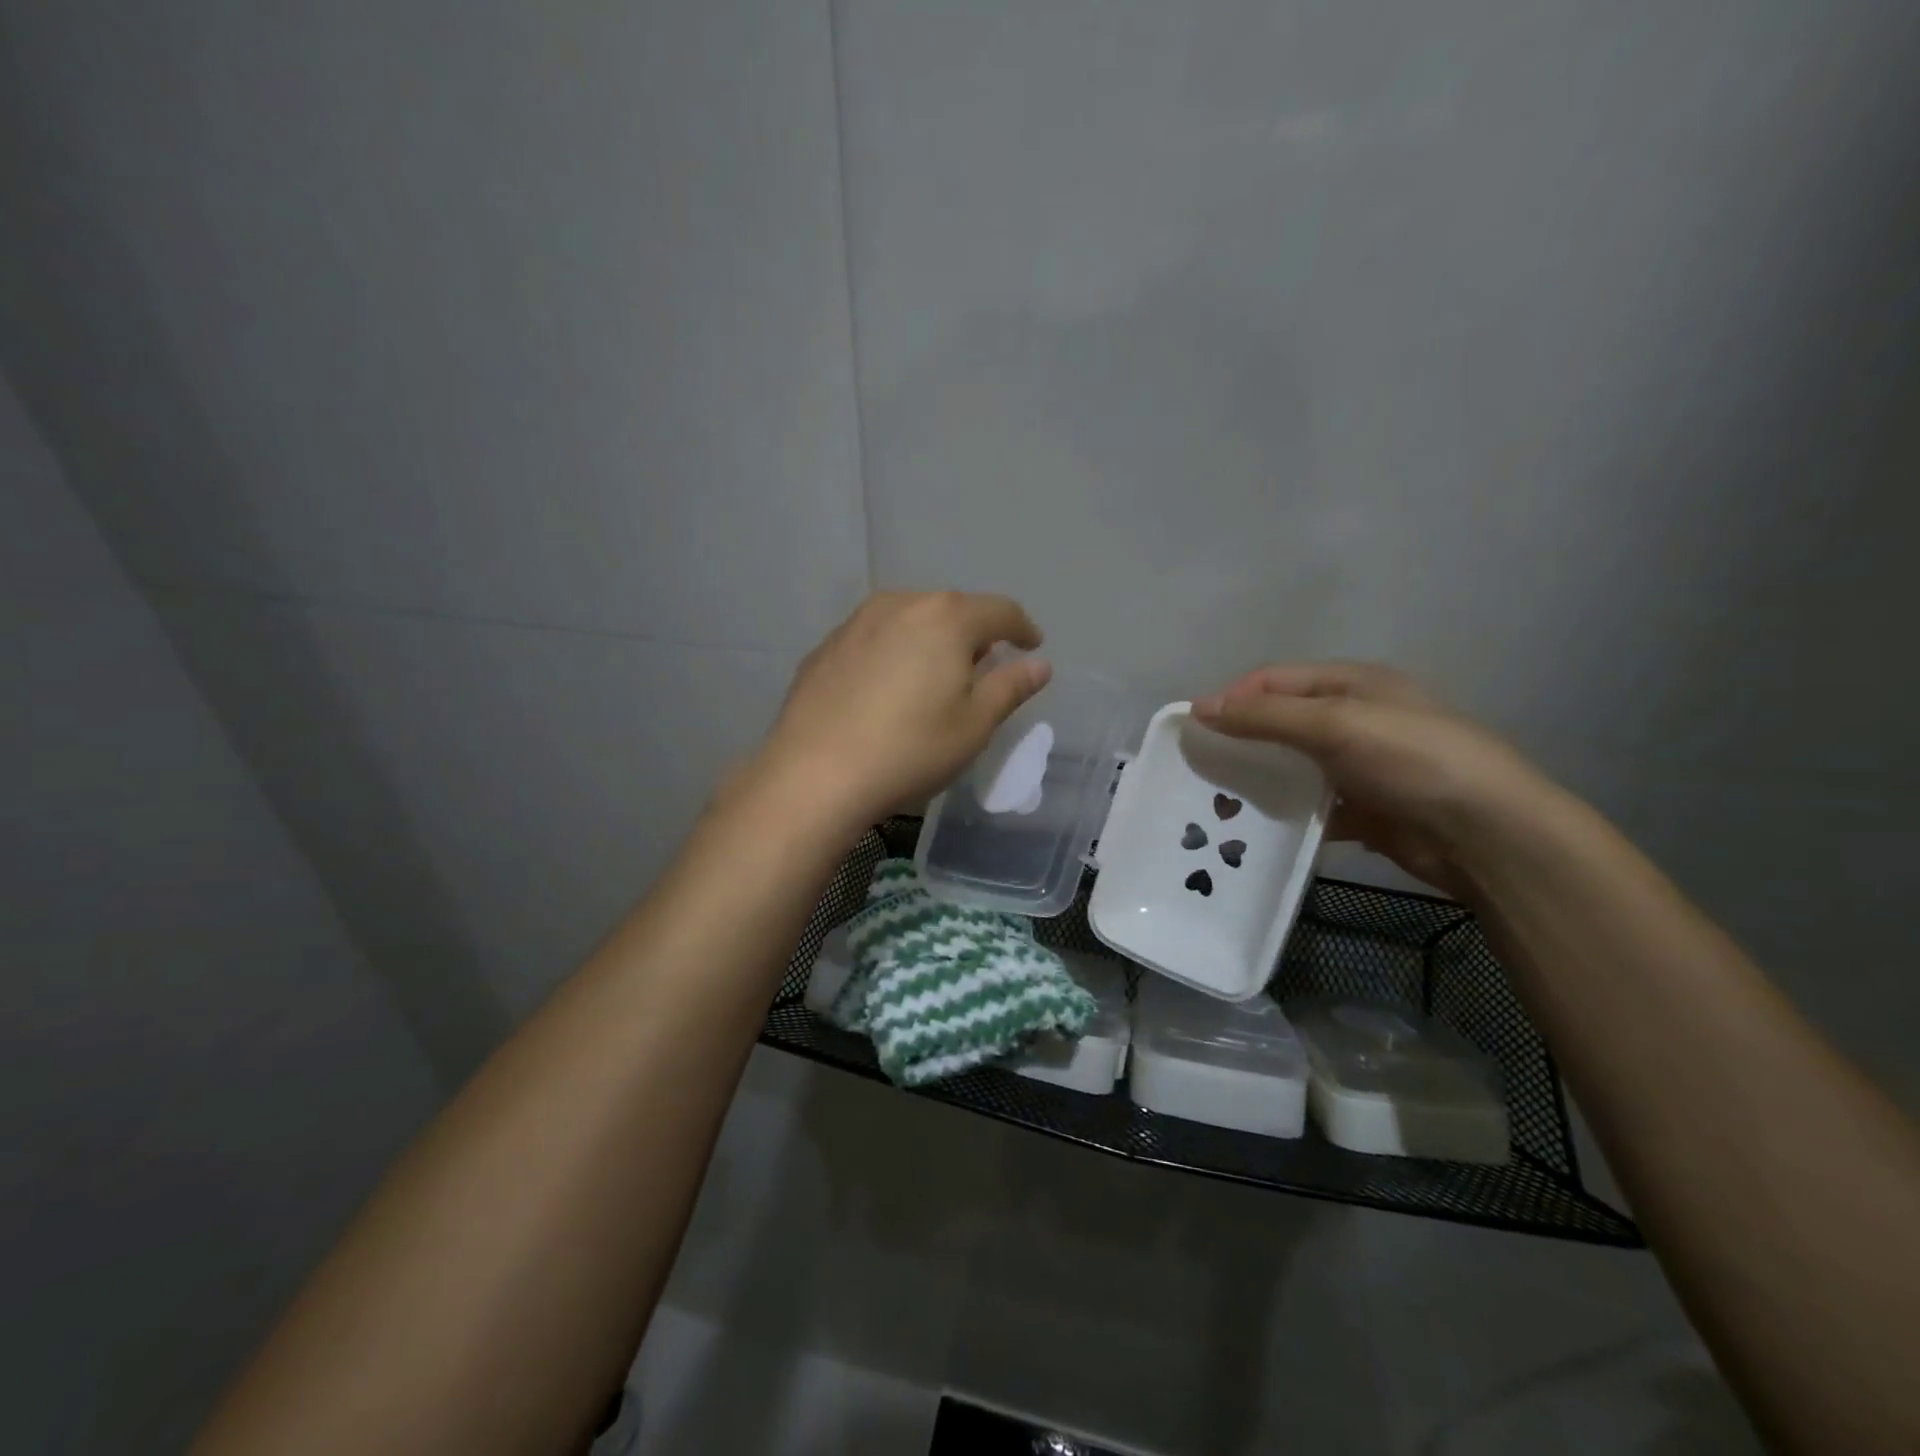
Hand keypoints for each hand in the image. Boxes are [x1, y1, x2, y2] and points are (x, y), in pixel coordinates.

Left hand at [755, 591, 1051, 823]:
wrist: (815, 773)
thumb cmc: (910, 749)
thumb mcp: (974, 725)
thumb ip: (1011, 687)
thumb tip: (1039, 664)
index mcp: (947, 617)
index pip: (1000, 611)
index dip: (1023, 628)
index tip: (1032, 646)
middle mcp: (901, 604)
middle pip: (952, 610)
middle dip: (974, 634)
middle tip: (983, 669)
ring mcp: (856, 622)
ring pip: (909, 621)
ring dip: (931, 641)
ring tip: (934, 677)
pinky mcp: (825, 647)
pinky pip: (875, 639)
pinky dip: (893, 654)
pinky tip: (887, 689)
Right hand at [1192, 663, 1557, 898]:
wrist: (1486, 835)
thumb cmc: (1411, 760)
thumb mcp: (1335, 724)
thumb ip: (1266, 716)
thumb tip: (1199, 707)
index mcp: (1352, 684)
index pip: (1275, 680)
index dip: (1233, 697)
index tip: (1194, 728)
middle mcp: (1354, 719)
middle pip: (1281, 722)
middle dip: (1241, 740)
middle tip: (1201, 766)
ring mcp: (1360, 767)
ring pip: (1293, 767)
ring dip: (1260, 780)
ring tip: (1217, 801)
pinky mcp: (1363, 810)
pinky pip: (1311, 807)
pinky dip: (1286, 815)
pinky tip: (1257, 830)